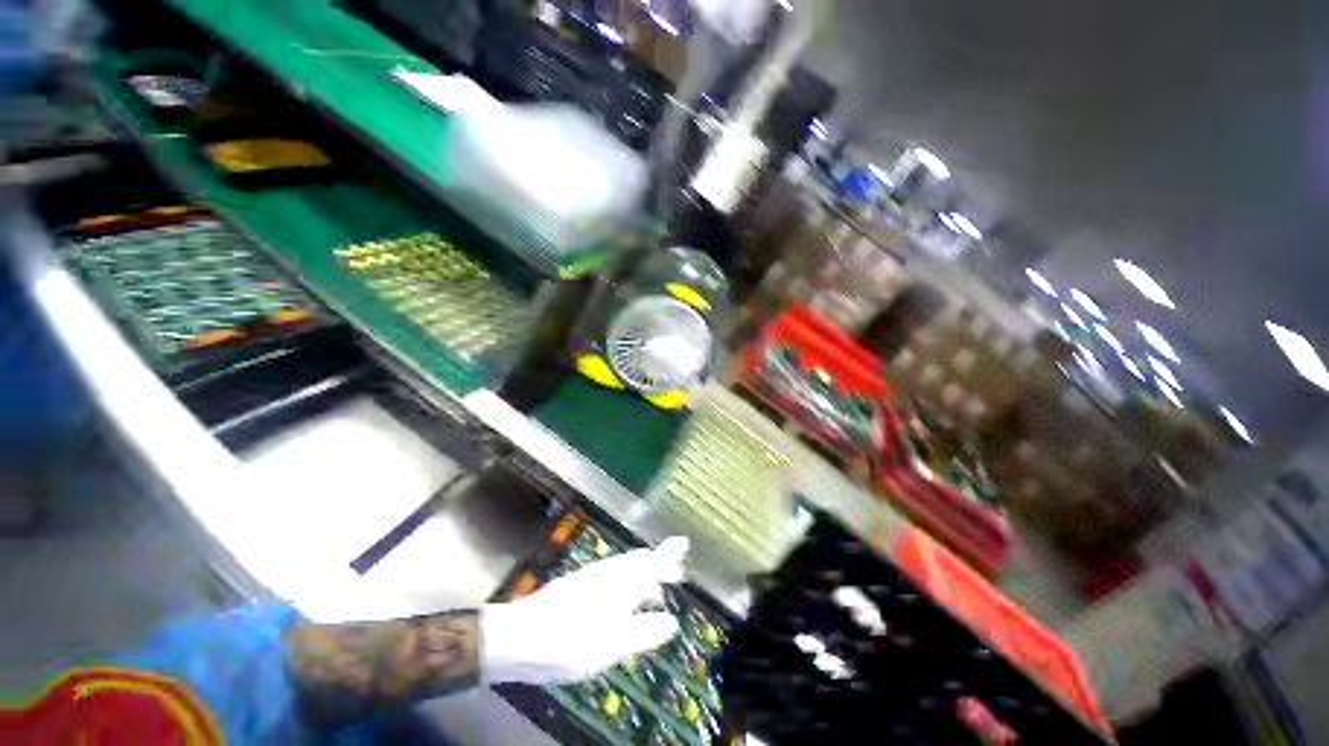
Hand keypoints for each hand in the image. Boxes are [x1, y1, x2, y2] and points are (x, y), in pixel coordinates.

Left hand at [480, 537, 688, 684]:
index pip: (653, 562)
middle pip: (641, 561)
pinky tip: (625, 600)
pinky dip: (629, 581)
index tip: (684, 543)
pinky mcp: (581, 583)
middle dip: (660, 565)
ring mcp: (594, 575)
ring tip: (656, 592)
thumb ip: (645, 631)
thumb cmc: (571, 643)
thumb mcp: (614, 645)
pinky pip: (615, 575)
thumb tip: (672, 622)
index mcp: (623, 583)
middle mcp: (610, 572)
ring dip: (645, 574)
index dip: (670, 553)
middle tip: (677, 574)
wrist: (522, 637)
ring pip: (627, 568)